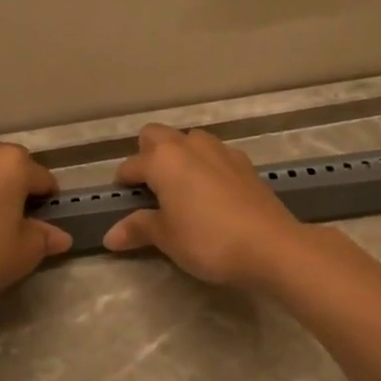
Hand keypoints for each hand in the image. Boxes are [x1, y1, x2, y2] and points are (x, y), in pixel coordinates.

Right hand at [102, 125, 308, 288]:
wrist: (270, 245)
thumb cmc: (207, 240)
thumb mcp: (167, 238)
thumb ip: (139, 229)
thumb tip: (110, 236)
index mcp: (164, 159)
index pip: (132, 164)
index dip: (123, 181)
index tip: (120, 198)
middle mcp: (190, 146)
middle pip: (158, 135)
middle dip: (148, 153)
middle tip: (149, 185)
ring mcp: (222, 151)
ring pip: (191, 140)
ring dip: (180, 155)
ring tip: (180, 186)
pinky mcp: (246, 164)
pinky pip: (216, 155)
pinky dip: (207, 166)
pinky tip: (211, 192)